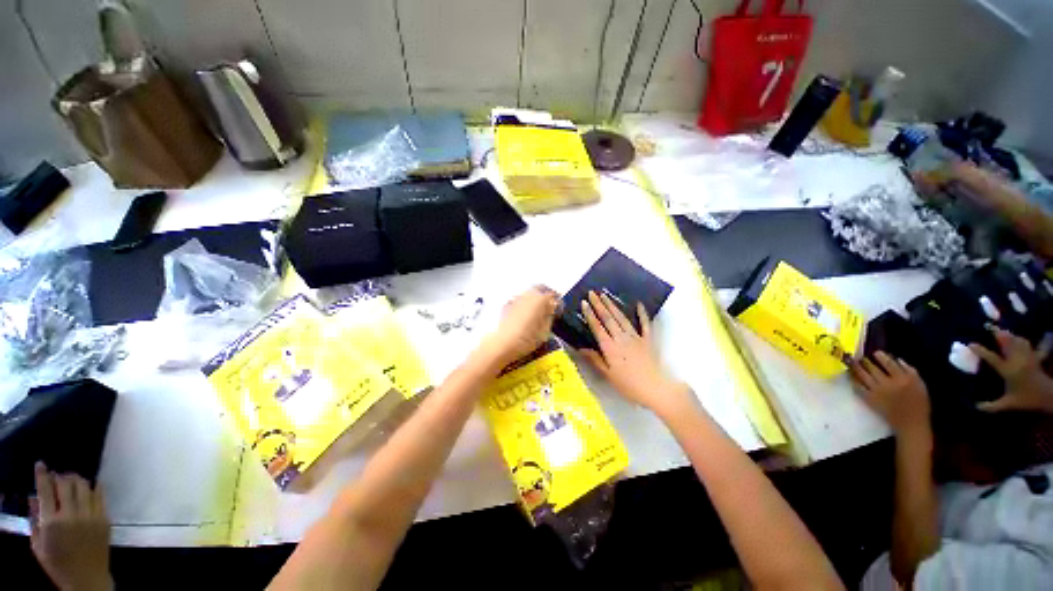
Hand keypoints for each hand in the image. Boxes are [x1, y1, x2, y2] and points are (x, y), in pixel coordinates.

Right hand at [30, 462, 111, 590]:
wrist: (86, 579)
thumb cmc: (58, 564)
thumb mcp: (38, 544)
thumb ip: (35, 519)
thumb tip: (34, 497)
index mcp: (53, 522)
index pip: (46, 490)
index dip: (43, 474)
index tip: (41, 464)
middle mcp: (73, 515)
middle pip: (67, 484)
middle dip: (61, 476)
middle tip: (57, 476)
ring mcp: (91, 516)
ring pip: (85, 486)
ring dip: (77, 479)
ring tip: (71, 480)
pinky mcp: (105, 519)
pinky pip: (100, 495)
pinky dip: (94, 486)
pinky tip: (91, 484)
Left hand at [485, 286, 560, 364]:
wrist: (503, 343)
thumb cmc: (527, 339)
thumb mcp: (545, 331)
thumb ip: (550, 317)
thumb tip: (551, 310)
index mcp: (540, 299)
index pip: (553, 296)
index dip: (558, 302)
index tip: (559, 309)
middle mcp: (528, 294)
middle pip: (539, 288)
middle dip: (546, 294)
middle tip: (550, 305)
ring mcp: (516, 298)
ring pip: (528, 292)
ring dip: (535, 297)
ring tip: (538, 309)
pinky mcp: (507, 305)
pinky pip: (520, 299)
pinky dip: (525, 303)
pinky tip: (525, 313)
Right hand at [579, 291, 688, 414]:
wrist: (655, 389)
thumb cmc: (629, 385)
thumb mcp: (608, 375)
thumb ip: (595, 359)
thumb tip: (580, 348)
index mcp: (610, 347)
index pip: (597, 327)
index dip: (590, 314)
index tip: (584, 303)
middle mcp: (621, 338)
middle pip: (608, 318)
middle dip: (599, 304)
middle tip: (592, 293)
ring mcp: (635, 337)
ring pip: (622, 318)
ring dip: (613, 305)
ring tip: (605, 295)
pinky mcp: (647, 340)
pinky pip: (644, 324)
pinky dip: (642, 313)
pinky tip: (638, 304)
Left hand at [850, 352, 929, 435]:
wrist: (911, 423)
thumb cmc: (919, 403)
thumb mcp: (920, 385)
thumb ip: (910, 371)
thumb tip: (897, 359)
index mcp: (903, 379)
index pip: (889, 363)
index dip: (880, 356)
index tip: (875, 352)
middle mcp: (888, 383)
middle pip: (873, 368)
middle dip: (865, 361)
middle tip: (861, 357)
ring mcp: (877, 391)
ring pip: (863, 375)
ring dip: (856, 368)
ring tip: (852, 362)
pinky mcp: (870, 399)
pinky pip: (858, 387)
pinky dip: (854, 380)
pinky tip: (851, 376)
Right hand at [970, 328, 1052, 413]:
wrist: (1048, 396)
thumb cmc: (1026, 399)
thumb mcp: (1009, 404)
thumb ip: (992, 406)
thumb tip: (976, 407)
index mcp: (1007, 370)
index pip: (991, 358)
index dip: (980, 350)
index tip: (970, 344)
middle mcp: (1016, 360)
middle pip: (1007, 343)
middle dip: (998, 334)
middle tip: (989, 327)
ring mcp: (1026, 357)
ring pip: (1017, 341)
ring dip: (1010, 335)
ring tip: (1003, 331)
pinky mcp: (1034, 357)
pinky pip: (1028, 345)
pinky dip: (1023, 340)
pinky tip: (1020, 338)